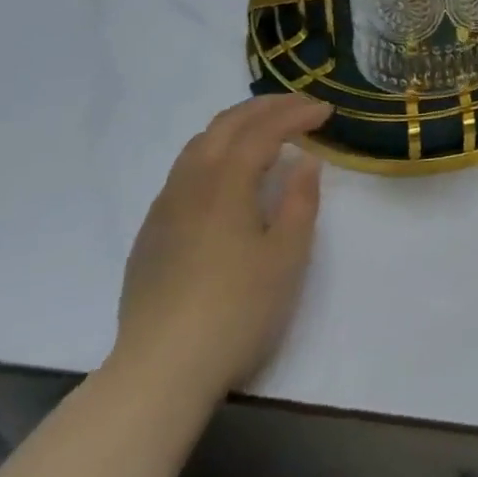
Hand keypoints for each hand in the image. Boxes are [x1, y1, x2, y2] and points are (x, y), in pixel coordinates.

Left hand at [111, 95, 331, 402]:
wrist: (160, 371)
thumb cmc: (237, 309)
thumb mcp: (287, 255)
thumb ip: (300, 200)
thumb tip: (304, 161)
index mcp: (225, 183)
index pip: (264, 131)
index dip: (297, 114)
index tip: (326, 111)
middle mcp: (190, 184)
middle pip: (226, 126)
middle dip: (265, 107)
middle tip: (300, 105)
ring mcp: (164, 209)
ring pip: (199, 145)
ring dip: (236, 125)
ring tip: (266, 129)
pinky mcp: (151, 234)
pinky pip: (184, 171)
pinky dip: (214, 151)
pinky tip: (227, 175)